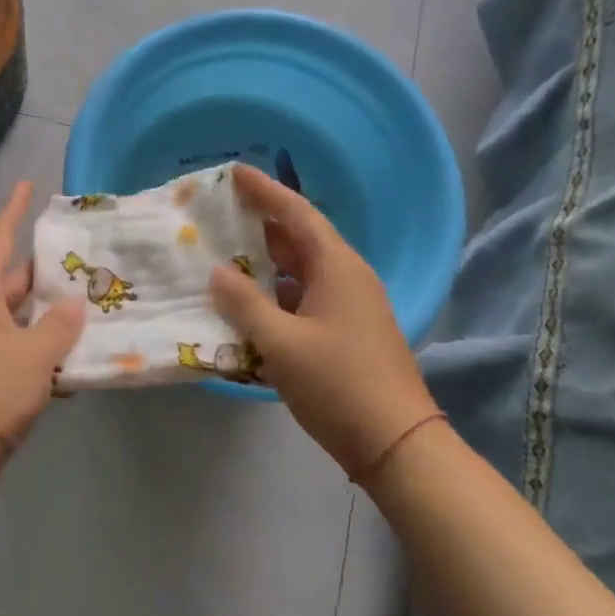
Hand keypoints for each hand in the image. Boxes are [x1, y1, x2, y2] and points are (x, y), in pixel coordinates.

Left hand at [0, 182, 85, 506]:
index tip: (26, 186)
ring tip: (85, 309)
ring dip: (46, 315)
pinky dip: (41, 352)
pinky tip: (71, 366)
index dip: (12, 212)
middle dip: (42, 271)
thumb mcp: (34, 355)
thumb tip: (73, 304)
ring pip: (16, 319)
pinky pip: (16, 352)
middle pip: (10, 282)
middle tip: (79, 260)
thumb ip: (59, 325)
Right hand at [208, 165, 439, 478]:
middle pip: (299, 239)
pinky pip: (305, 299)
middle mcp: (347, 278)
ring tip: (225, 255)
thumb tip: (217, 272)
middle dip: (261, 225)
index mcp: (337, 268)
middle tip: (221, 213)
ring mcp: (350, 307)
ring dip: (266, 263)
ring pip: (301, 272)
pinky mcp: (347, 333)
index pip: (297, 214)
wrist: (396, 443)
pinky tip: (249, 306)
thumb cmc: (338, 384)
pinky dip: (276, 295)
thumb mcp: (281, 343)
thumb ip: (244, 304)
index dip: (265, 191)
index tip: (235, 172)